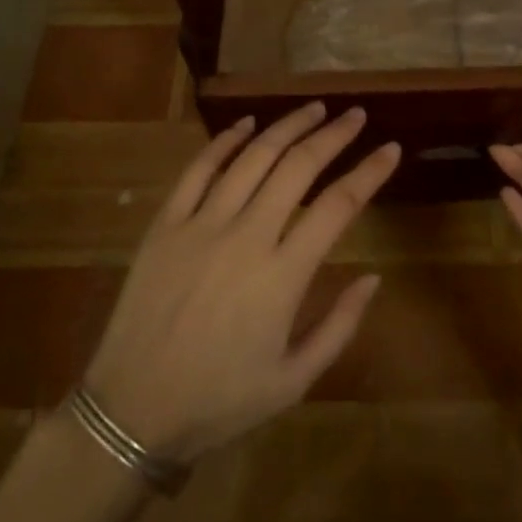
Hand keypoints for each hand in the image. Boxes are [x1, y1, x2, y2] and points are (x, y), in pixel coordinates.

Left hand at [84, 103, 398, 460]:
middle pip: (298, 167)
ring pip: (252, 157)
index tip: (391, 149)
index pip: (338, 206)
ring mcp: (202, 225)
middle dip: (334, 135)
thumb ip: (340, 326)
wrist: (131, 411)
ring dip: (287, 126)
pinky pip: (198, 169)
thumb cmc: (219, 400)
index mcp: (283, 276)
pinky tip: (247, 124)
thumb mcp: (294, 381)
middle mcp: (246, 237)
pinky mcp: (166, 224)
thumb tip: (374, 277)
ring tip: (314, 109)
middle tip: (355, 114)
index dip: (370, 172)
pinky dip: (225, 141)